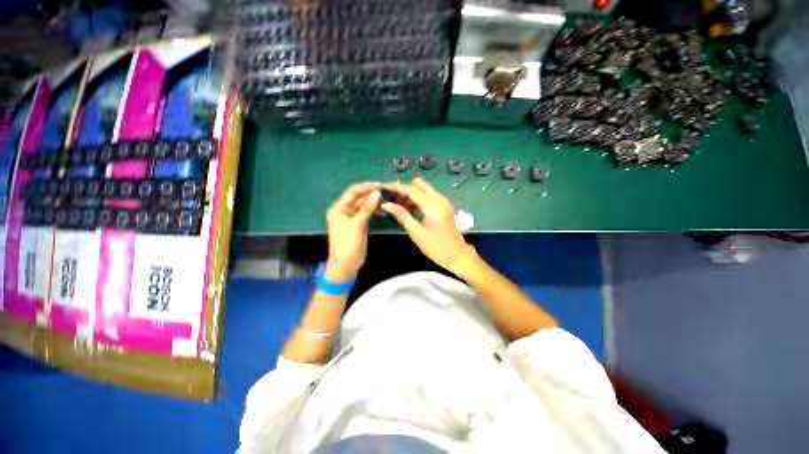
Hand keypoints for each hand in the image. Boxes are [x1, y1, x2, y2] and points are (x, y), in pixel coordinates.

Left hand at [325, 182, 380, 281]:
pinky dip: (374, 209)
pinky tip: (383, 207)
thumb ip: (367, 208)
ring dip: (374, 201)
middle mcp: (344, 210)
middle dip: (371, 193)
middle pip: (359, 197)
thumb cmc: (348, 244)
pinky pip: (367, 212)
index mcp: (339, 208)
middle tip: (387, 191)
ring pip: (364, 205)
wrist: (346, 265)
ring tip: (387, 198)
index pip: (352, 192)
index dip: (366, 187)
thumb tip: (377, 192)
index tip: (380, 185)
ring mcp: (352, 217)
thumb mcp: (357, 225)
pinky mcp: (359, 223)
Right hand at [381, 178, 475, 272]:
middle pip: (419, 184)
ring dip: (411, 193)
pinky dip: (418, 198)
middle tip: (393, 199)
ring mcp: (443, 201)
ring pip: (424, 188)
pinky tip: (410, 209)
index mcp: (433, 206)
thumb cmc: (437, 247)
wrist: (458, 255)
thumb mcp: (417, 233)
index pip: (412, 189)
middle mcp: (440, 199)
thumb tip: (386, 204)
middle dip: (405, 188)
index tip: (383, 187)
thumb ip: (402, 215)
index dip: (396, 187)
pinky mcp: (444, 205)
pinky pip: (429, 195)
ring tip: (399, 206)